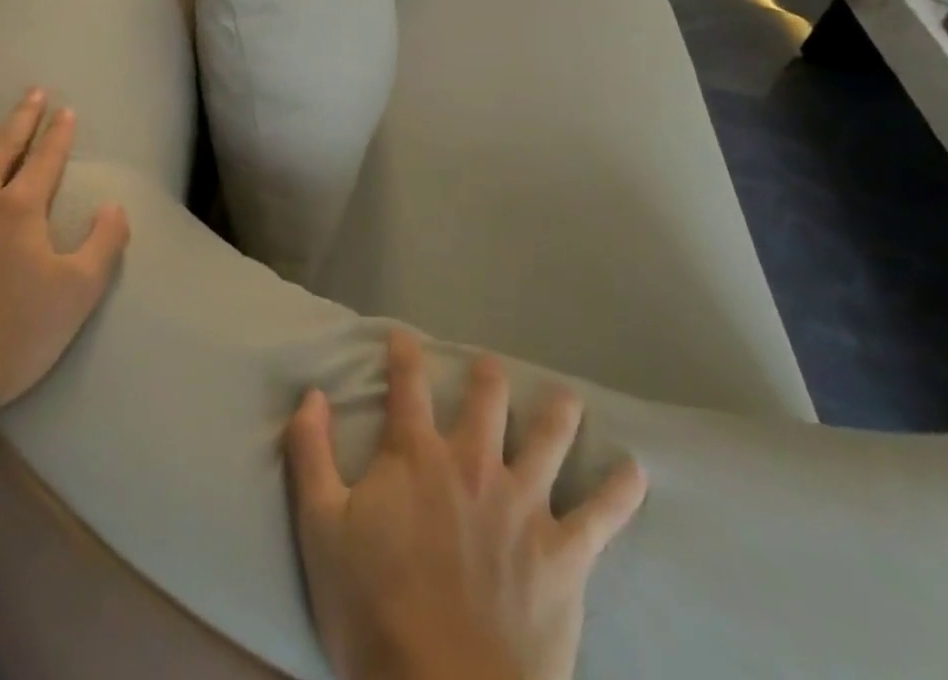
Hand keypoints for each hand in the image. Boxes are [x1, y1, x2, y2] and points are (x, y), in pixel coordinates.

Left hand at [0, 89, 130, 409]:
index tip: (66, 110)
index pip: (46, 158)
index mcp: (19, 208)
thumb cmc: (14, 334)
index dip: (59, 133)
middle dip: (20, 117)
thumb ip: (104, 243)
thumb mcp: (79, 293)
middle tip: (31, 91)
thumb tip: (115, 206)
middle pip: (0, 147)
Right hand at [286, 332, 646, 679]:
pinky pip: (600, 516)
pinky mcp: (562, 554)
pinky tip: (636, 471)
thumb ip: (311, 454)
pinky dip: (619, 492)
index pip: (407, 387)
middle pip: (485, 401)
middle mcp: (473, 464)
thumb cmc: (375, 611)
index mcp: (416, 456)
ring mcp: (523, 505)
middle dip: (487, 377)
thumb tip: (310, 394)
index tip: (403, 336)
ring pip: (547, 439)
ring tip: (566, 396)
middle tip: (490, 366)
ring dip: (557, 413)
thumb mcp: (321, 528)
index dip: (404, 356)